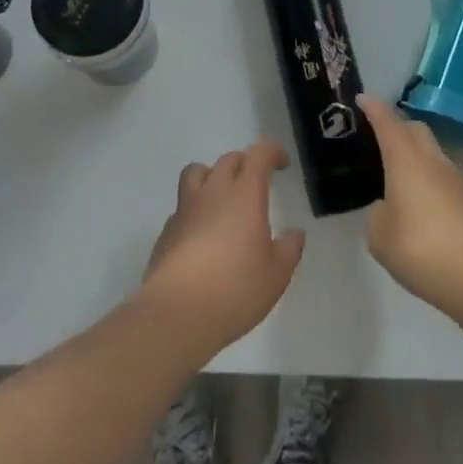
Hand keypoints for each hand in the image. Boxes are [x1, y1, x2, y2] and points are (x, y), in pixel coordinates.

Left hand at [139, 139, 305, 353]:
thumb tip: (295, 233)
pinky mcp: (167, 230)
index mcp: (244, 195)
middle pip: (228, 160)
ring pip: (196, 172)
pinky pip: (182, 205)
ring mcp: (186, 208)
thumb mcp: (276, 275)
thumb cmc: (236, 289)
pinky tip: (201, 234)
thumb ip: (289, 249)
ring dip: (212, 175)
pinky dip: (194, 209)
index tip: (282, 163)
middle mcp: (213, 192)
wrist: (178, 312)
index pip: (258, 154)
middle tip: (255, 183)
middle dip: (245, 164)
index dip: (272, 151)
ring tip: (222, 197)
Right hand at [359, 94, 462, 320]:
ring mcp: (459, 179)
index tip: (362, 98)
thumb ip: (377, 214)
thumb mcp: (380, 237)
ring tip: (402, 177)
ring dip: (417, 154)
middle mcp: (433, 161)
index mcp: (406, 160)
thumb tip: (388, 207)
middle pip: (415, 129)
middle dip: (397, 126)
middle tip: (380, 138)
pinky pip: (447, 177)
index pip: (387, 122)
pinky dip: (432, 180)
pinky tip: (426, 206)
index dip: (373, 108)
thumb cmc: (422, 251)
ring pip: (434, 152)